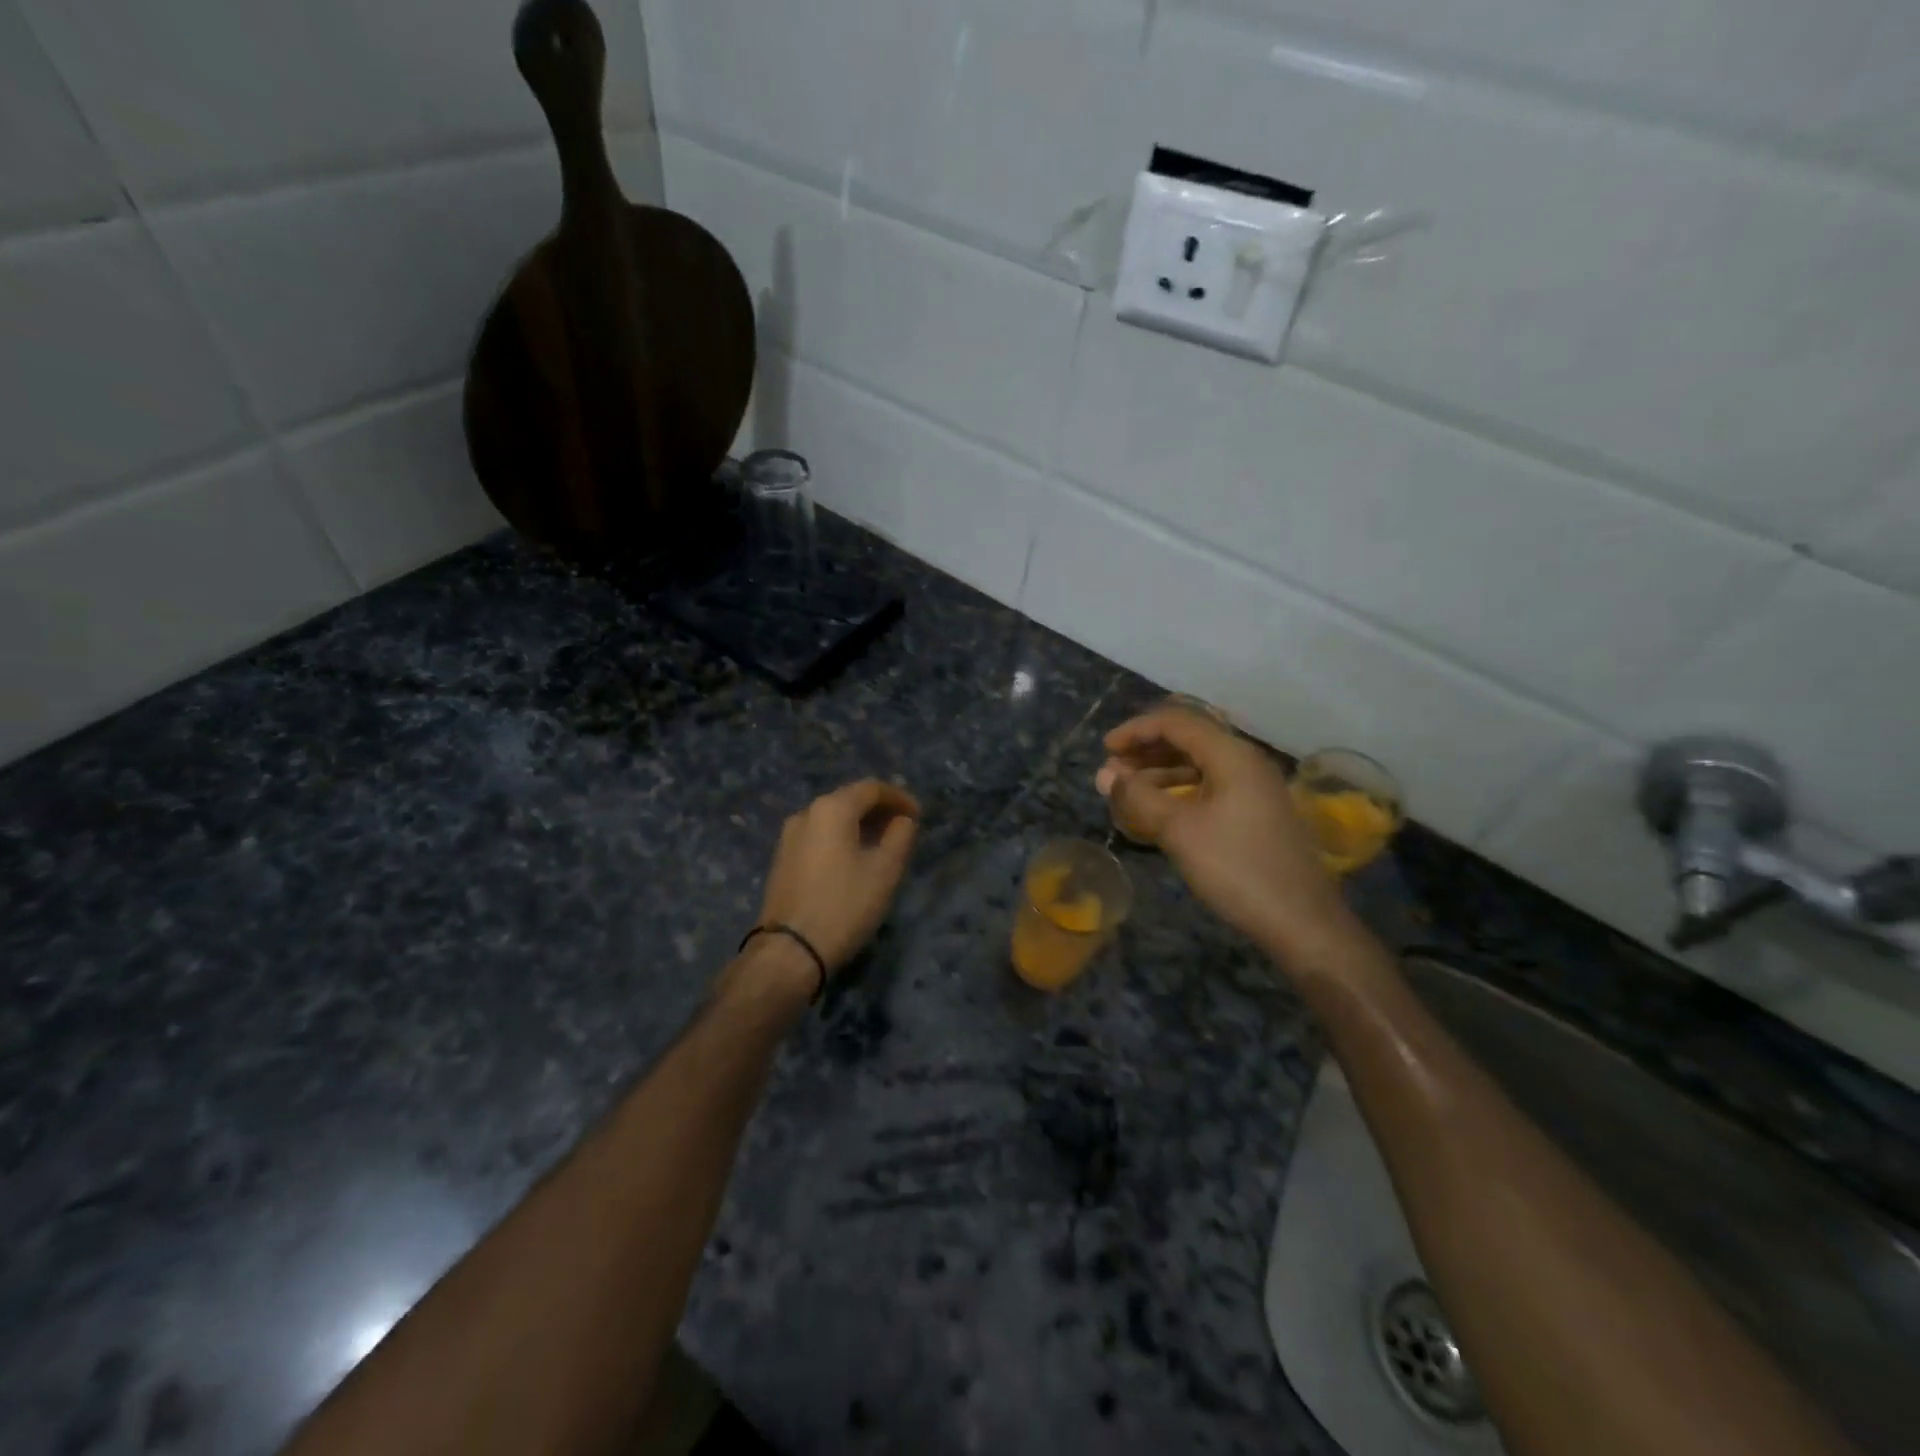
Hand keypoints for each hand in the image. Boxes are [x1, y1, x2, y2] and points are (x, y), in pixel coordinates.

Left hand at [755, 779, 920, 973]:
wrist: (789, 951)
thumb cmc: (843, 906)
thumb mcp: (884, 872)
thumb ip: (900, 837)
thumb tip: (903, 820)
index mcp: (831, 809)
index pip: (871, 789)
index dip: (899, 798)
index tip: (918, 816)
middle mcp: (806, 813)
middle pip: (849, 799)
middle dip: (879, 810)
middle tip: (903, 828)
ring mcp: (789, 836)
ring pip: (832, 819)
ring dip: (860, 825)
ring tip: (882, 844)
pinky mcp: (782, 859)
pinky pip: (819, 836)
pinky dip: (841, 838)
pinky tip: (855, 859)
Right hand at [1097, 707, 1351, 960]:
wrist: (1302, 922)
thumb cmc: (1236, 868)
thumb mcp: (1179, 830)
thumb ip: (1138, 797)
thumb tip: (1107, 775)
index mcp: (1232, 755)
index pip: (1176, 722)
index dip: (1135, 730)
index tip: (1104, 749)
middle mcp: (1246, 762)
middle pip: (1188, 739)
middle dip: (1145, 751)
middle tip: (1112, 774)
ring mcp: (1254, 788)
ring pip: (1198, 765)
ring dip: (1159, 772)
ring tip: (1127, 793)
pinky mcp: (1256, 813)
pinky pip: (1209, 787)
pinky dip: (1179, 791)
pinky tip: (1158, 811)